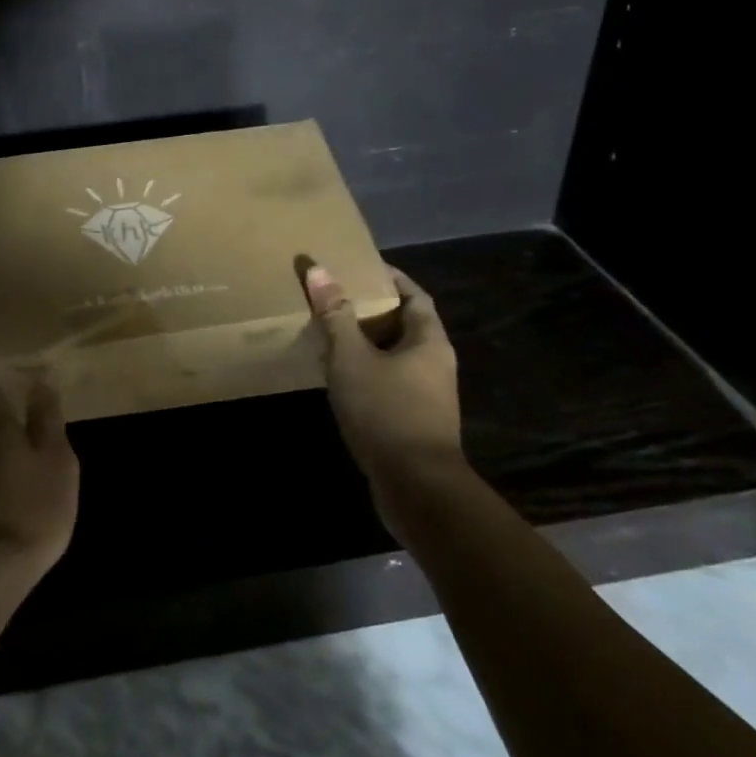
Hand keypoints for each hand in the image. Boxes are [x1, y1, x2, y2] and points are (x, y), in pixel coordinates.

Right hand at [303, 263, 462, 483]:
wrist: (417, 489)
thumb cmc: (387, 412)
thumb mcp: (353, 358)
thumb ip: (336, 315)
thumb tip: (319, 270)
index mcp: (429, 341)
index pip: (414, 295)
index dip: (391, 278)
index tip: (361, 267)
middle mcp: (436, 364)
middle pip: (406, 324)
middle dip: (374, 309)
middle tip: (337, 297)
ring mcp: (428, 396)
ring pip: (396, 356)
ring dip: (368, 343)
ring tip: (331, 333)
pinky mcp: (415, 422)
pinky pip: (391, 382)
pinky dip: (368, 372)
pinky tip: (341, 377)